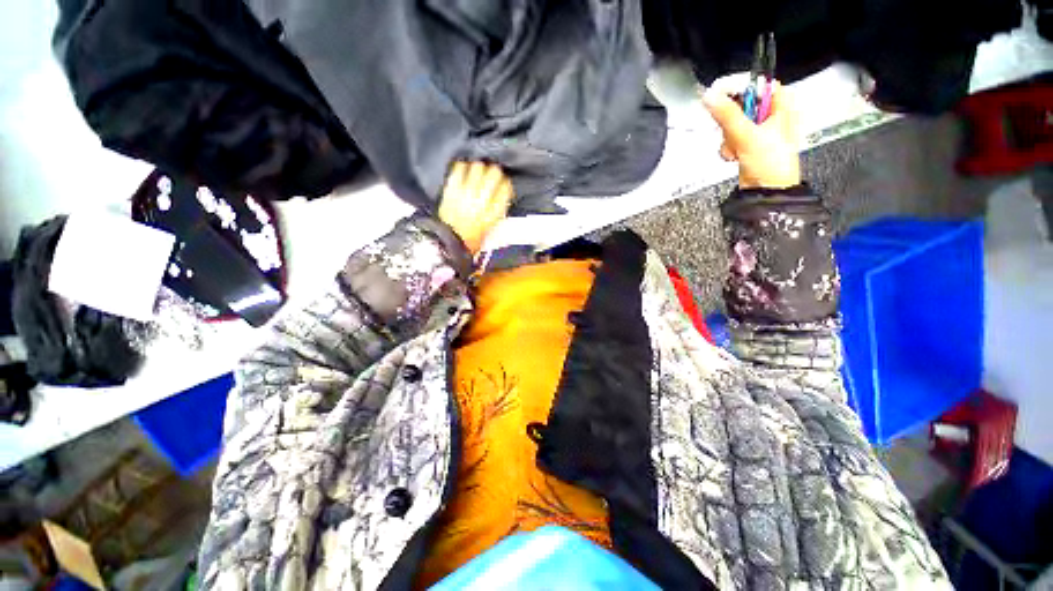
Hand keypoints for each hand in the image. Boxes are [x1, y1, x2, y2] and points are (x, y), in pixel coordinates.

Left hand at [438, 161, 513, 254]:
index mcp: (494, 212)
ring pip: (478, 168)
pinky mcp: (452, 190)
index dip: (506, 184)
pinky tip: (464, 169)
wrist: (449, 242)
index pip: (506, 189)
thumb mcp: (491, 230)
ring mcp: (466, 193)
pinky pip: (459, 170)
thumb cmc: (470, 240)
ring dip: (480, 168)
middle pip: (494, 174)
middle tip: (492, 173)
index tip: (504, 183)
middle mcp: (482, 200)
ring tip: (478, 170)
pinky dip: (462, 167)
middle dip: (495, 172)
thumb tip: (500, 198)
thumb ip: (497, 213)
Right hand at [703, 81, 801, 189]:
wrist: (766, 192)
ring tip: (736, 148)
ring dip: (728, 137)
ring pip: (733, 123)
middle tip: (731, 130)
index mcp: (782, 105)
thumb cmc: (771, 164)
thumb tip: (710, 96)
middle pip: (741, 104)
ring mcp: (758, 131)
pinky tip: (734, 155)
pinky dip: (728, 147)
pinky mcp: (747, 144)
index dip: (738, 87)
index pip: (757, 84)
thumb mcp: (748, 135)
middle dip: (731, 121)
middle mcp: (771, 115)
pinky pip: (731, 138)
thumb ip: (727, 114)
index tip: (718, 94)